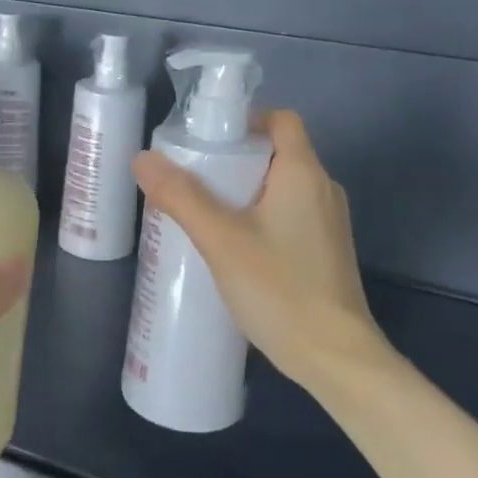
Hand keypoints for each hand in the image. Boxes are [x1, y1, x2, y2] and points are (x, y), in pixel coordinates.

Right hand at [131, 110, 391, 396]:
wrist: (334, 357)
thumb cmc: (279, 289)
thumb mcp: (220, 240)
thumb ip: (181, 197)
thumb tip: (142, 158)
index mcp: (304, 174)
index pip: (281, 120)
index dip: (245, 120)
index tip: (206, 140)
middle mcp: (323, 190)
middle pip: (276, 154)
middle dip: (232, 160)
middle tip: (190, 179)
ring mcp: (328, 223)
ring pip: (280, 189)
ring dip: (242, 192)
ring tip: (201, 213)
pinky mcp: (324, 252)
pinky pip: (287, 217)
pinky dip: (258, 218)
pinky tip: (229, 248)